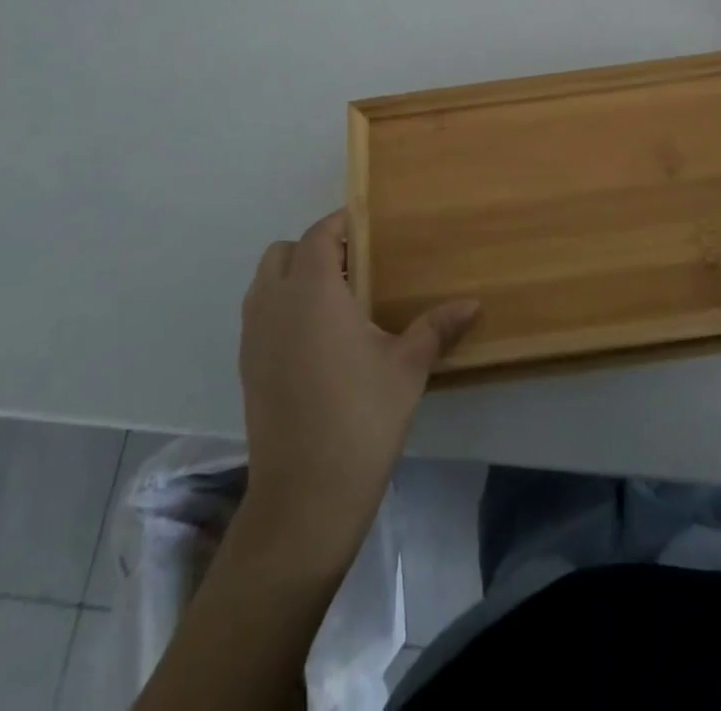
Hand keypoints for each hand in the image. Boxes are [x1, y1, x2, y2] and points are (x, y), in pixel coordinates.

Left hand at [239, 211, 478, 562]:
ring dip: (294, 277)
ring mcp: (254, 338)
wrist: (305, 497)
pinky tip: (319, 339)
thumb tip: (474, 303)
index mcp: (313, 292)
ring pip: (265, 283)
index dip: (342, 224)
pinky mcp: (247, 368)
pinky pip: (260, 315)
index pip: (318, 235)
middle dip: (314, 248)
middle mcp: (275, 305)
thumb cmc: (362, 418)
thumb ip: (436, 327)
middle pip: (283, 252)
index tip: (370, 226)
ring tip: (338, 300)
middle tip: (356, 265)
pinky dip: (283, 308)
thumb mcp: (408, 367)